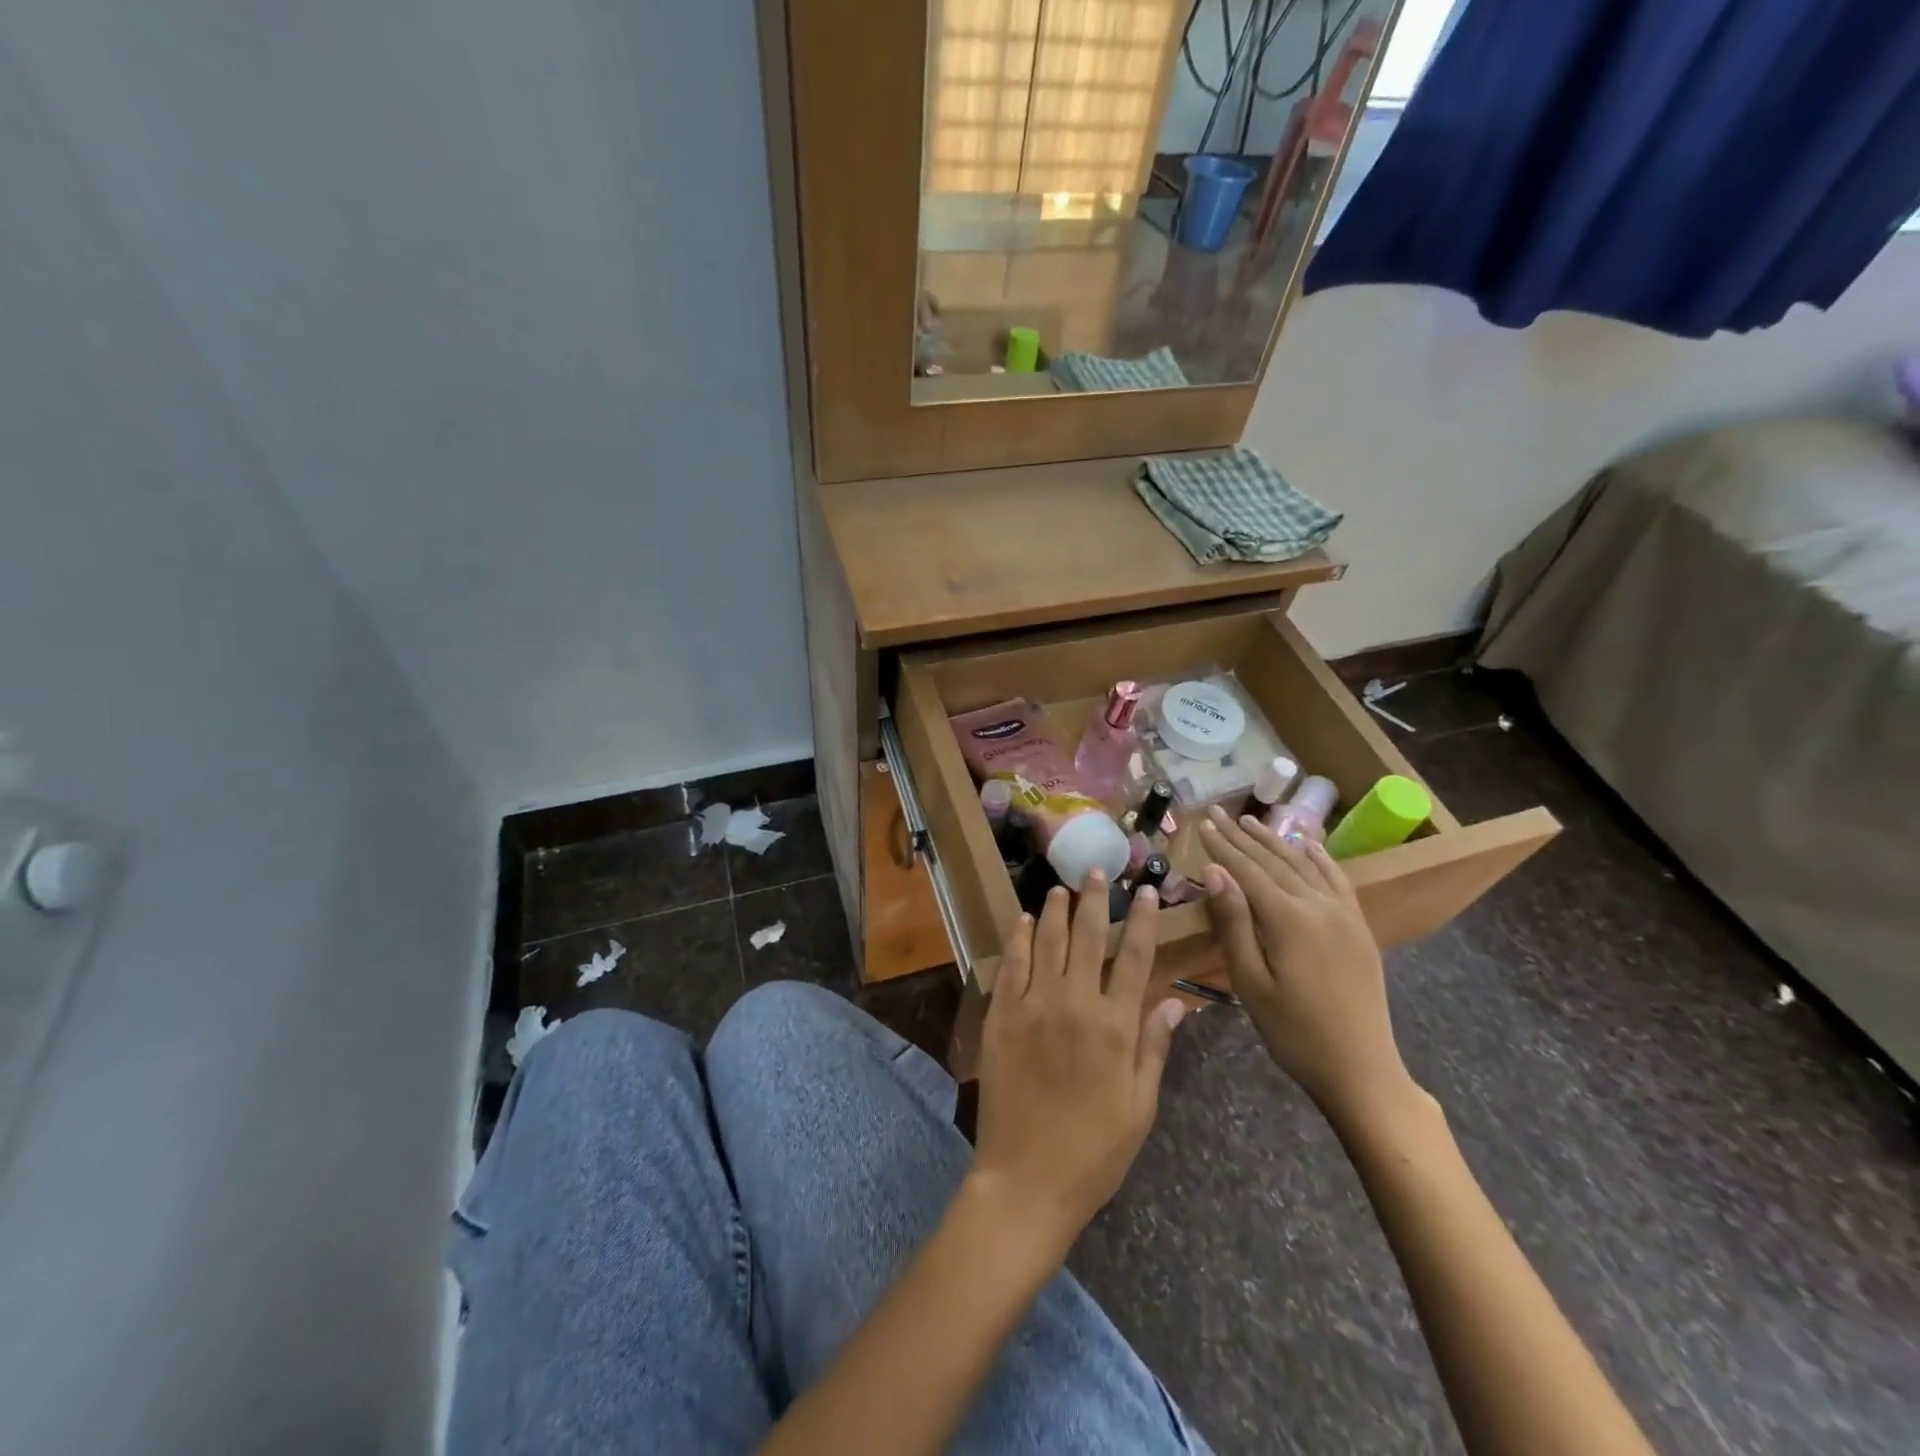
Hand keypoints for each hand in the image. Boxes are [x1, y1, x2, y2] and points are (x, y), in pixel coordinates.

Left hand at [972, 875, 1186, 1251]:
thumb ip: (1154, 1047)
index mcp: (1114, 1026)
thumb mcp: (1140, 1106)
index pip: (1133, 958)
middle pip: (1086, 937)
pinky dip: (1017, 939)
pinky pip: (1010, 966)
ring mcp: (1032, 1007)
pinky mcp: (1001, 1017)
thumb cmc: (1094, 1151)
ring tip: (1060, 887)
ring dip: (1054, 911)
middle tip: (1096, 871)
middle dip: (1094, 900)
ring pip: (1045, 942)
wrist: (1026, 1179)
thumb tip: (1174, 1000)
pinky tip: (1022, 920)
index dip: (1142, 921)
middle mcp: (1073, 1004)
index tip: (1146, 892)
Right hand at [1198, 806, 1419, 1129]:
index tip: (1202, 823)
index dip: (1222, 846)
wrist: (1362, 1070)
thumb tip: (1214, 872)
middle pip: (1274, 861)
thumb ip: (1233, 923)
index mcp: (1288, 919)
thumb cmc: (1293, 1032)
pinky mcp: (1358, 927)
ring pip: (1304, 865)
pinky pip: (1337, 881)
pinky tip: (1308, 845)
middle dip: (1243, 836)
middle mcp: (1318, 905)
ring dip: (1275, 841)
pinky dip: (1320, 859)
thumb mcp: (1250, 982)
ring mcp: (1344, 915)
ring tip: (1252, 821)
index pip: (1247, 870)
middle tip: (1218, 813)